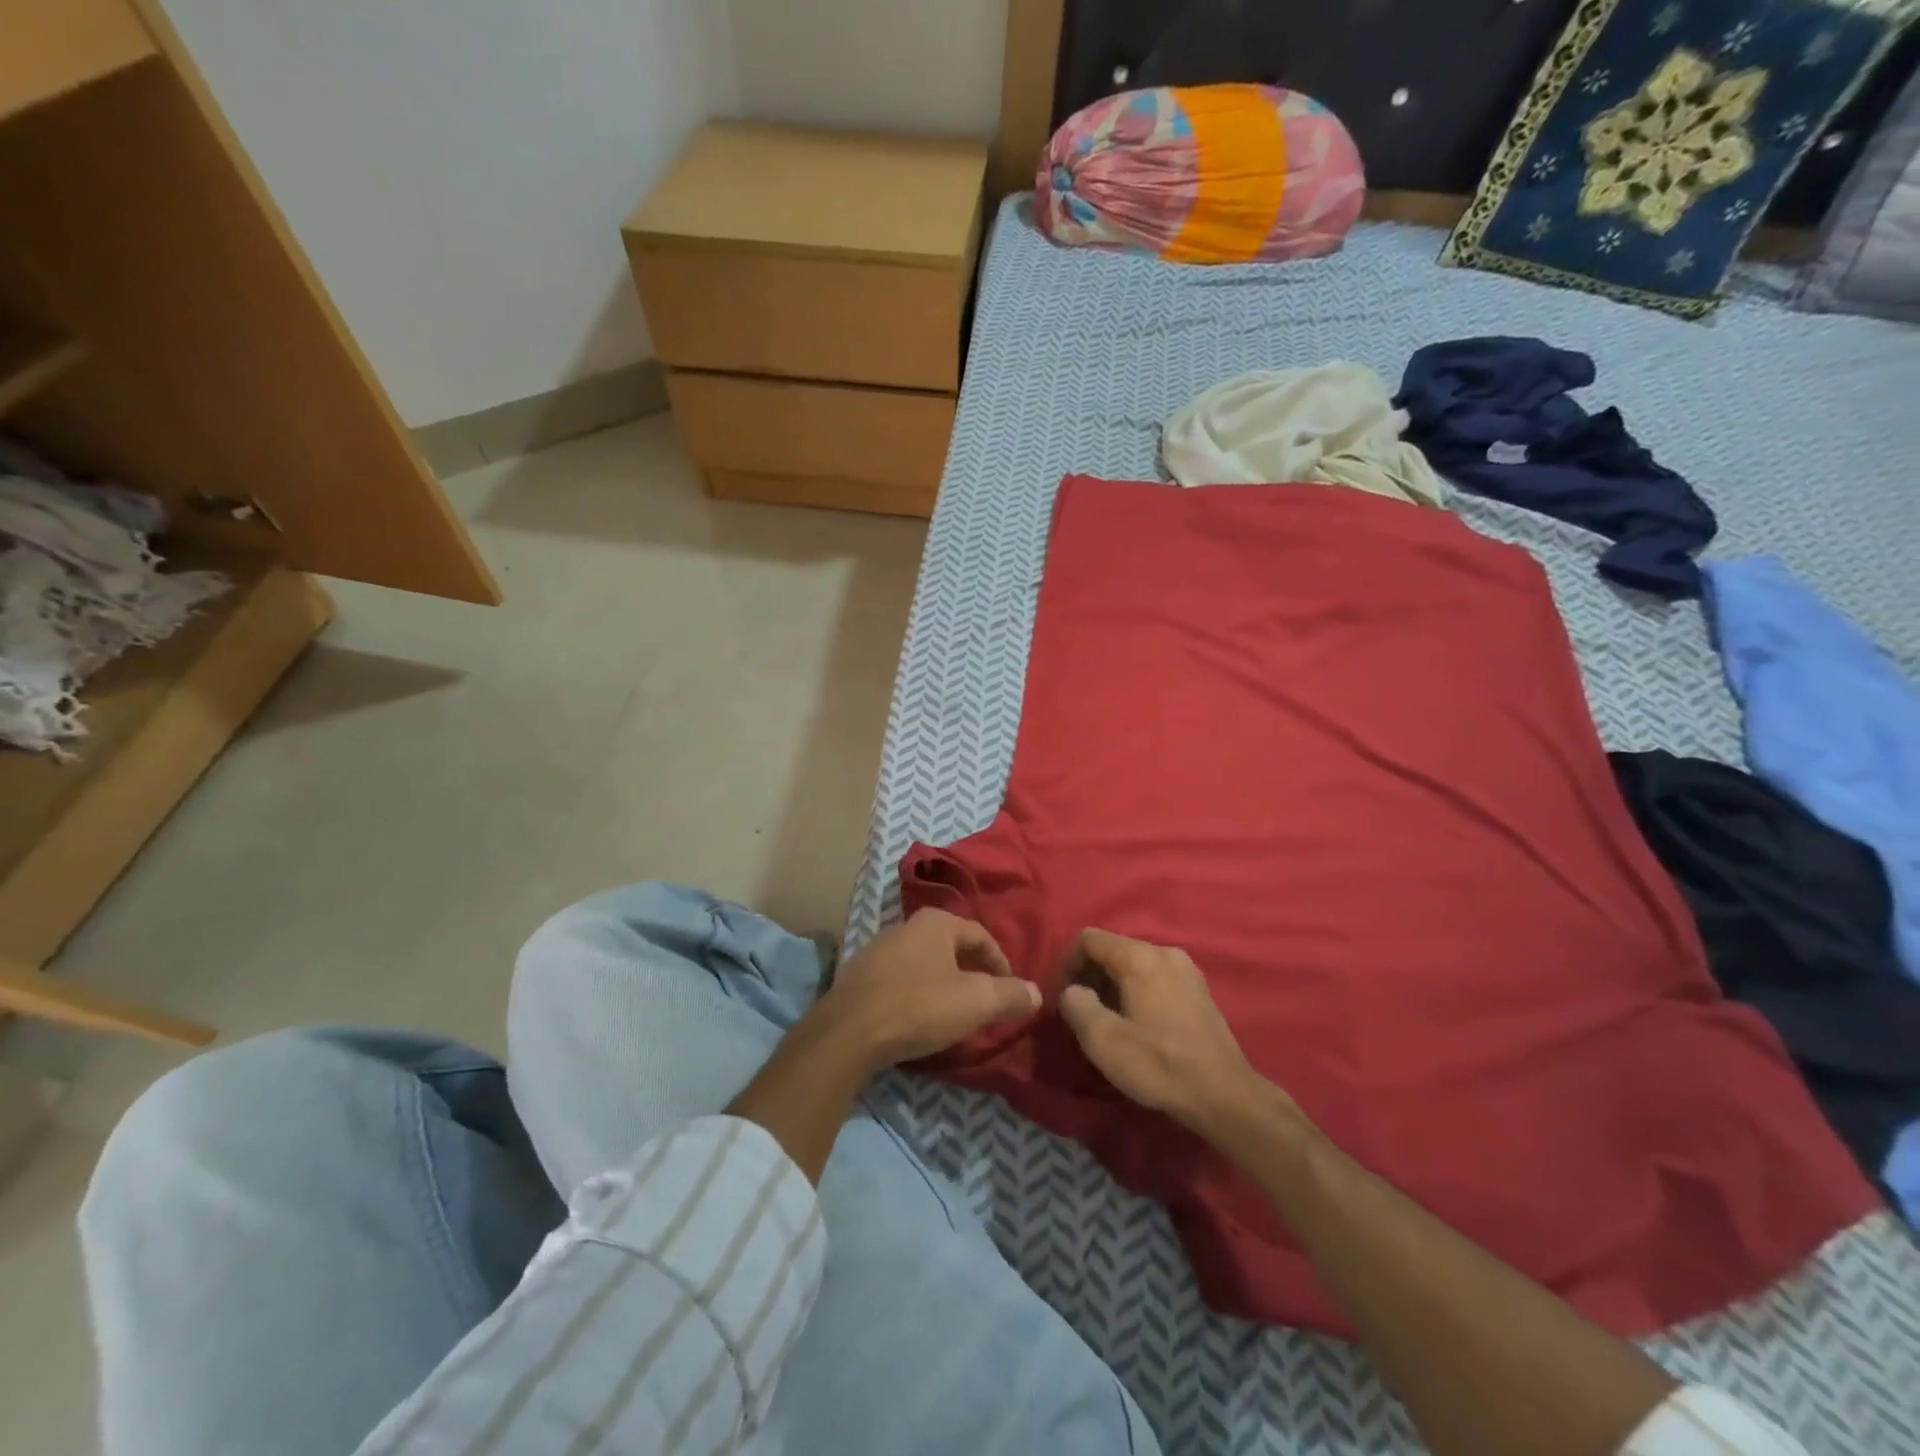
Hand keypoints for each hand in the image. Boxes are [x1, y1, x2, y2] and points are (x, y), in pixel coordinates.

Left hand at [818, 909, 1039, 1069]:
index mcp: (936, 922)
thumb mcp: (976, 1002)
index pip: (981, 935)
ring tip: (954, 1013)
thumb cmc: (919, 1007)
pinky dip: (917, 993)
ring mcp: (877, 948)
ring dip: (943, 983)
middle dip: (972, 973)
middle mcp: (906, 925)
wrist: (848, 1032)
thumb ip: (1010, 994)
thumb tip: (1037, 992)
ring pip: (924, 963)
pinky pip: (900, 979)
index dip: (1002, 963)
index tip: (1011, 992)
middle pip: (951, 947)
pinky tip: (918, 1018)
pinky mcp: (859, 975)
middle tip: (985, 1002)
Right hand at [1057, 929, 1277, 1137]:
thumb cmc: (1159, 1065)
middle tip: (1080, 1011)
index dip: (1067, 963)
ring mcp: (1186, 969)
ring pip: (1135, 964)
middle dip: (1090, 975)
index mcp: (1139, 957)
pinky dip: (1137, 991)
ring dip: (1113, 985)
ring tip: (1106, 1020)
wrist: (1225, 1096)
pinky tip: (1137, 1024)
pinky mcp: (1199, 990)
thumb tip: (1072, 991)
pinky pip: (1156, 977)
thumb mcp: (1104, 1041)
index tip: (1061, 996)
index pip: (1089, 938)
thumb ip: (1077, 1006)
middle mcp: (1164, 952)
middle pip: (1113, 949)